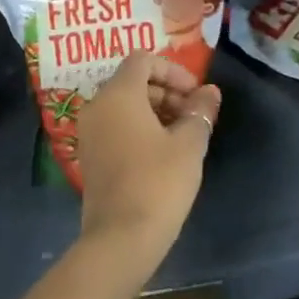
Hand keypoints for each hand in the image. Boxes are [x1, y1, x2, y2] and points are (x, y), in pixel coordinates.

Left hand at [76, 53, 219, 266]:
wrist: (120, 239)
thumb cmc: (158, 182)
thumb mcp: (189, 144)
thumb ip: (200, 111)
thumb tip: (210, 92)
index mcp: (118, 94)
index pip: (143, 59)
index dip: (173, 71)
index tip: (196, 94)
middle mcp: (97, 105)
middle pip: (132, 81)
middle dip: (166, 91)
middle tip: (193, 116)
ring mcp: (89, 131)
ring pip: (123, 104)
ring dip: (154, 110)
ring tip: (183, 135)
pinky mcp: (89, 155)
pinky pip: (115, 125)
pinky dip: (138, 127)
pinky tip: (162, 152)